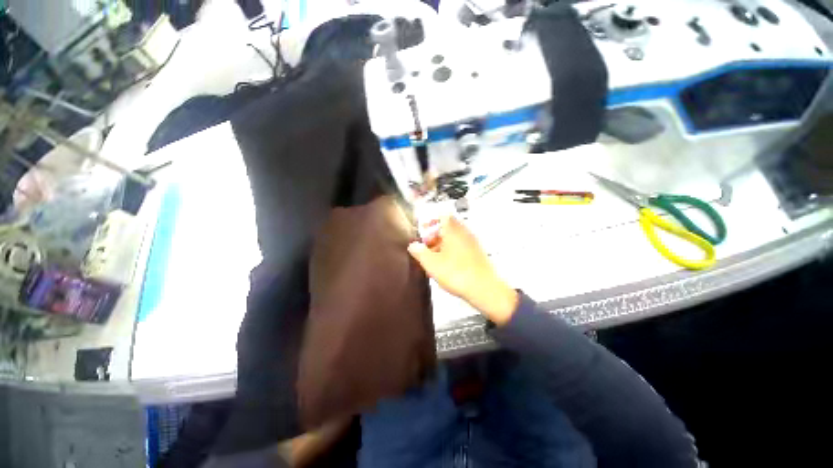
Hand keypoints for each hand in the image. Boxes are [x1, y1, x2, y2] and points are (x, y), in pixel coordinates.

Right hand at [407, 216, 517, 324]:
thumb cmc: (456, 273)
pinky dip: (451, 252)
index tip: (423, 231)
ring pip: (454, 238)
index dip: (431, 221)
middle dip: (434, 236)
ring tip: (433, 260)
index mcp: (453, 230)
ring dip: (442, 245)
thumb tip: (413, 245)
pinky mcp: (477, 254)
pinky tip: (446, 266)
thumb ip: (419, 252)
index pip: (442, 215)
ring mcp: (473, 243)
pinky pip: (461, 247)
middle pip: (447, 227)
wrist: (484, 289)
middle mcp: (464, 232)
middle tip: (426, 247)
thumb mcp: (431, 263)